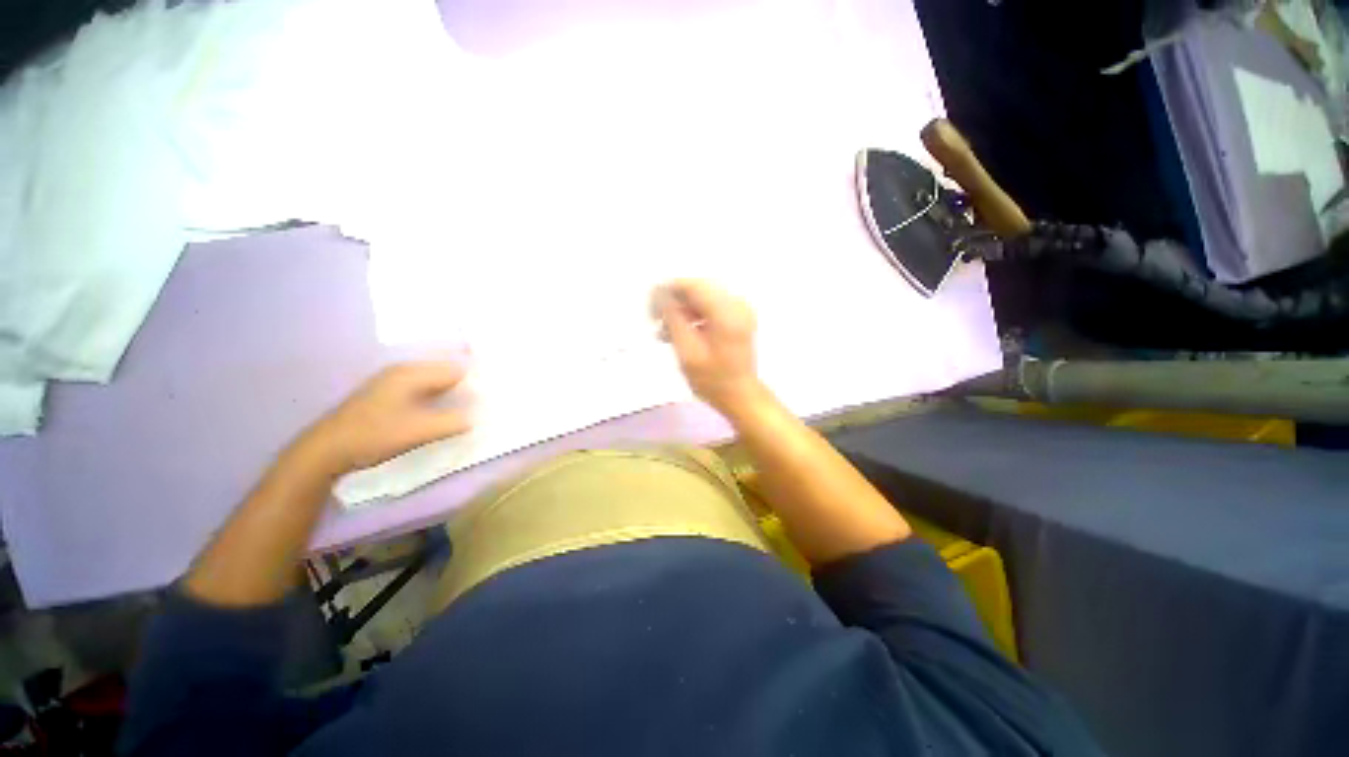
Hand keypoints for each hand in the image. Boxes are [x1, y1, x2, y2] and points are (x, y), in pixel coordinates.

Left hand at [294, 361, 472, 476]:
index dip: (475, 380)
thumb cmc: (375, 435)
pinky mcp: (385, 393)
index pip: (455, 370)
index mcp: (412, 373)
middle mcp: (403, 371)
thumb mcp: (419, 431)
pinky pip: (421, 387)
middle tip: (486, 398)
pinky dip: (436, 394)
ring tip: (470, 403)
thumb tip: (477, 417)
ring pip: (433, 380)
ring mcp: (391, 381)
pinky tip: (442, 408)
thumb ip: (453, 422)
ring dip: (451, 389)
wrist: (326, 450)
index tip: (493, 393)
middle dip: (466, 382)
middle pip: (445, 371)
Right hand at [654, 279, 765, 416]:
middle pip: (698, 288)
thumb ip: (673, 319)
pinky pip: (711, 306)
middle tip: (655, 320)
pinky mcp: (738, 317)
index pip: (693, 285)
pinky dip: (694, 316)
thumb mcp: (687, 352)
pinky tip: (680, 332)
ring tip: (664, 331)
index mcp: (727, 312)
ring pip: (703, 297)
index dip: (668, 290)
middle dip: (674, 301)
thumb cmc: (712, 380)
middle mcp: (737, 304)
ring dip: (682, 310)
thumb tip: (659, 293)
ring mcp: (740, 309)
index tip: (650, 306)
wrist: (740, 396)